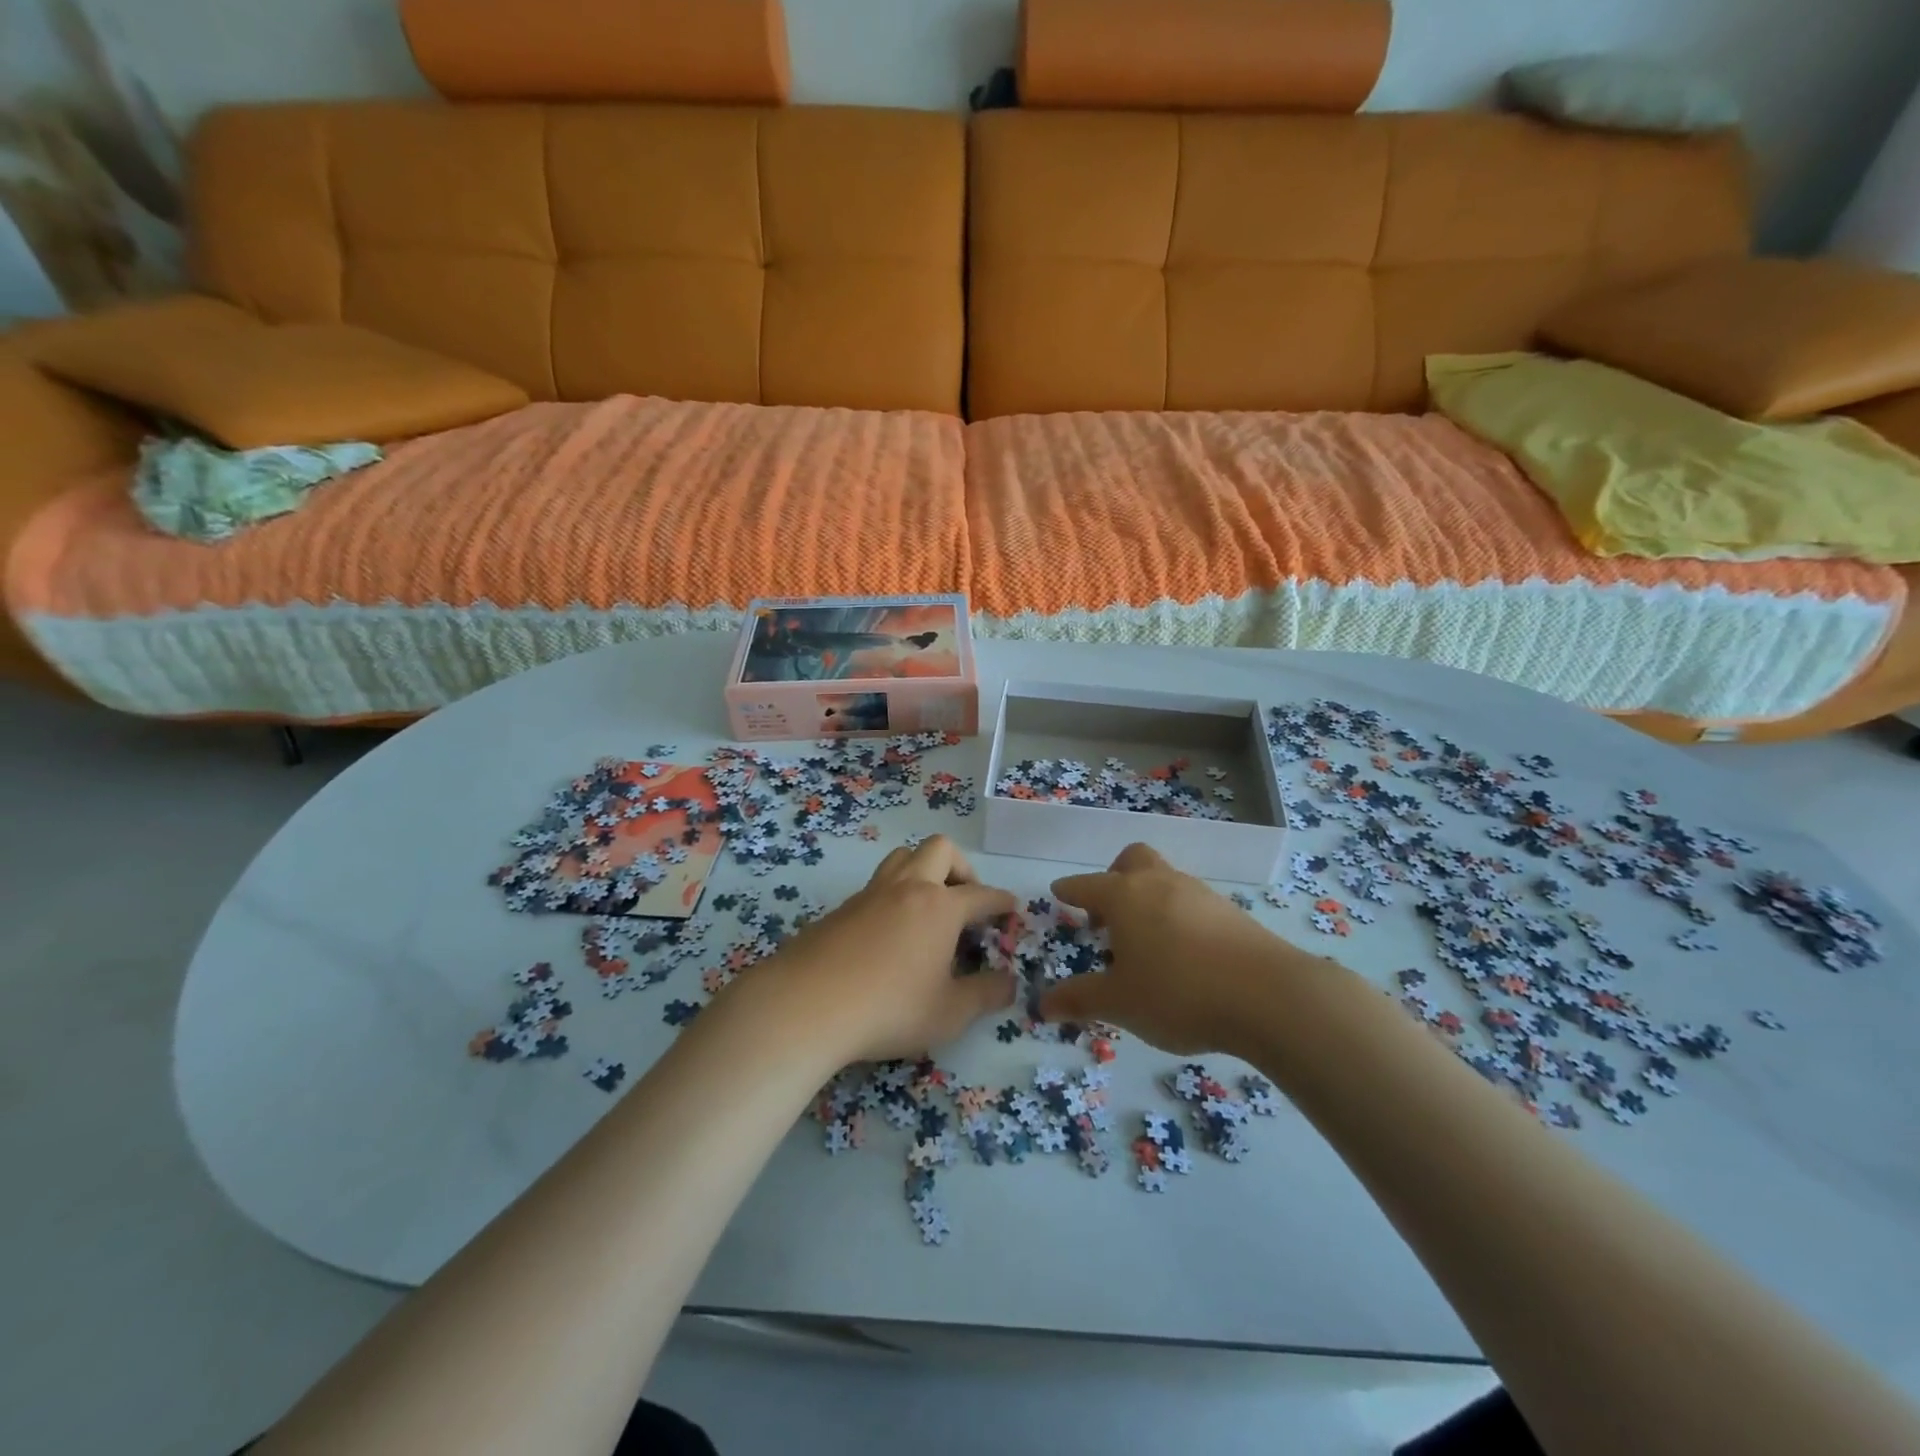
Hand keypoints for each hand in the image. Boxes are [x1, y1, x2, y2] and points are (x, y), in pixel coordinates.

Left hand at [736, 835, 1017, 1063]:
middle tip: (966, 901)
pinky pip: (876, 886)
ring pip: (902, 857)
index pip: (981, 895)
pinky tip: (890, 932)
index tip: (1011, 908)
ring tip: (928, 907)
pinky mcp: (840, 908)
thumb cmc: (889, 1008)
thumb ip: (986, 995)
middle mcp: (907, 888)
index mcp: (940, 907)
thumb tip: (1010, 983)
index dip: (1001, 901)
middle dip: (962, 868)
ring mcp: (870, 894)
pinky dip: (893, 896)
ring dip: (923, 870)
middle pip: (940, 850)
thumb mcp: (949, 1013)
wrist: (806, 1005)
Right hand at [1039, 843, 1315, 1055]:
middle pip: (1132, 860)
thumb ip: (1080, 1000)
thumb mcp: (1120, 1003)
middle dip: (1114, 878)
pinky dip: (1177, 916)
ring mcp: (1199, 894)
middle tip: (1107, 915)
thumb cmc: (1178, 993)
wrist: (1268, 995)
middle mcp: (1160, 883)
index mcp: (1124, 896)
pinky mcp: (1231, 912)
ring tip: (1145, 942)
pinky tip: (1183, 953)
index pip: (1087, 885)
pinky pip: (1191, 902)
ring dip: (1148, 898)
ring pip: (1164, 879)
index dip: (1070, 890)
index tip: (1059, 892)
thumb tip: (1043, 1004)